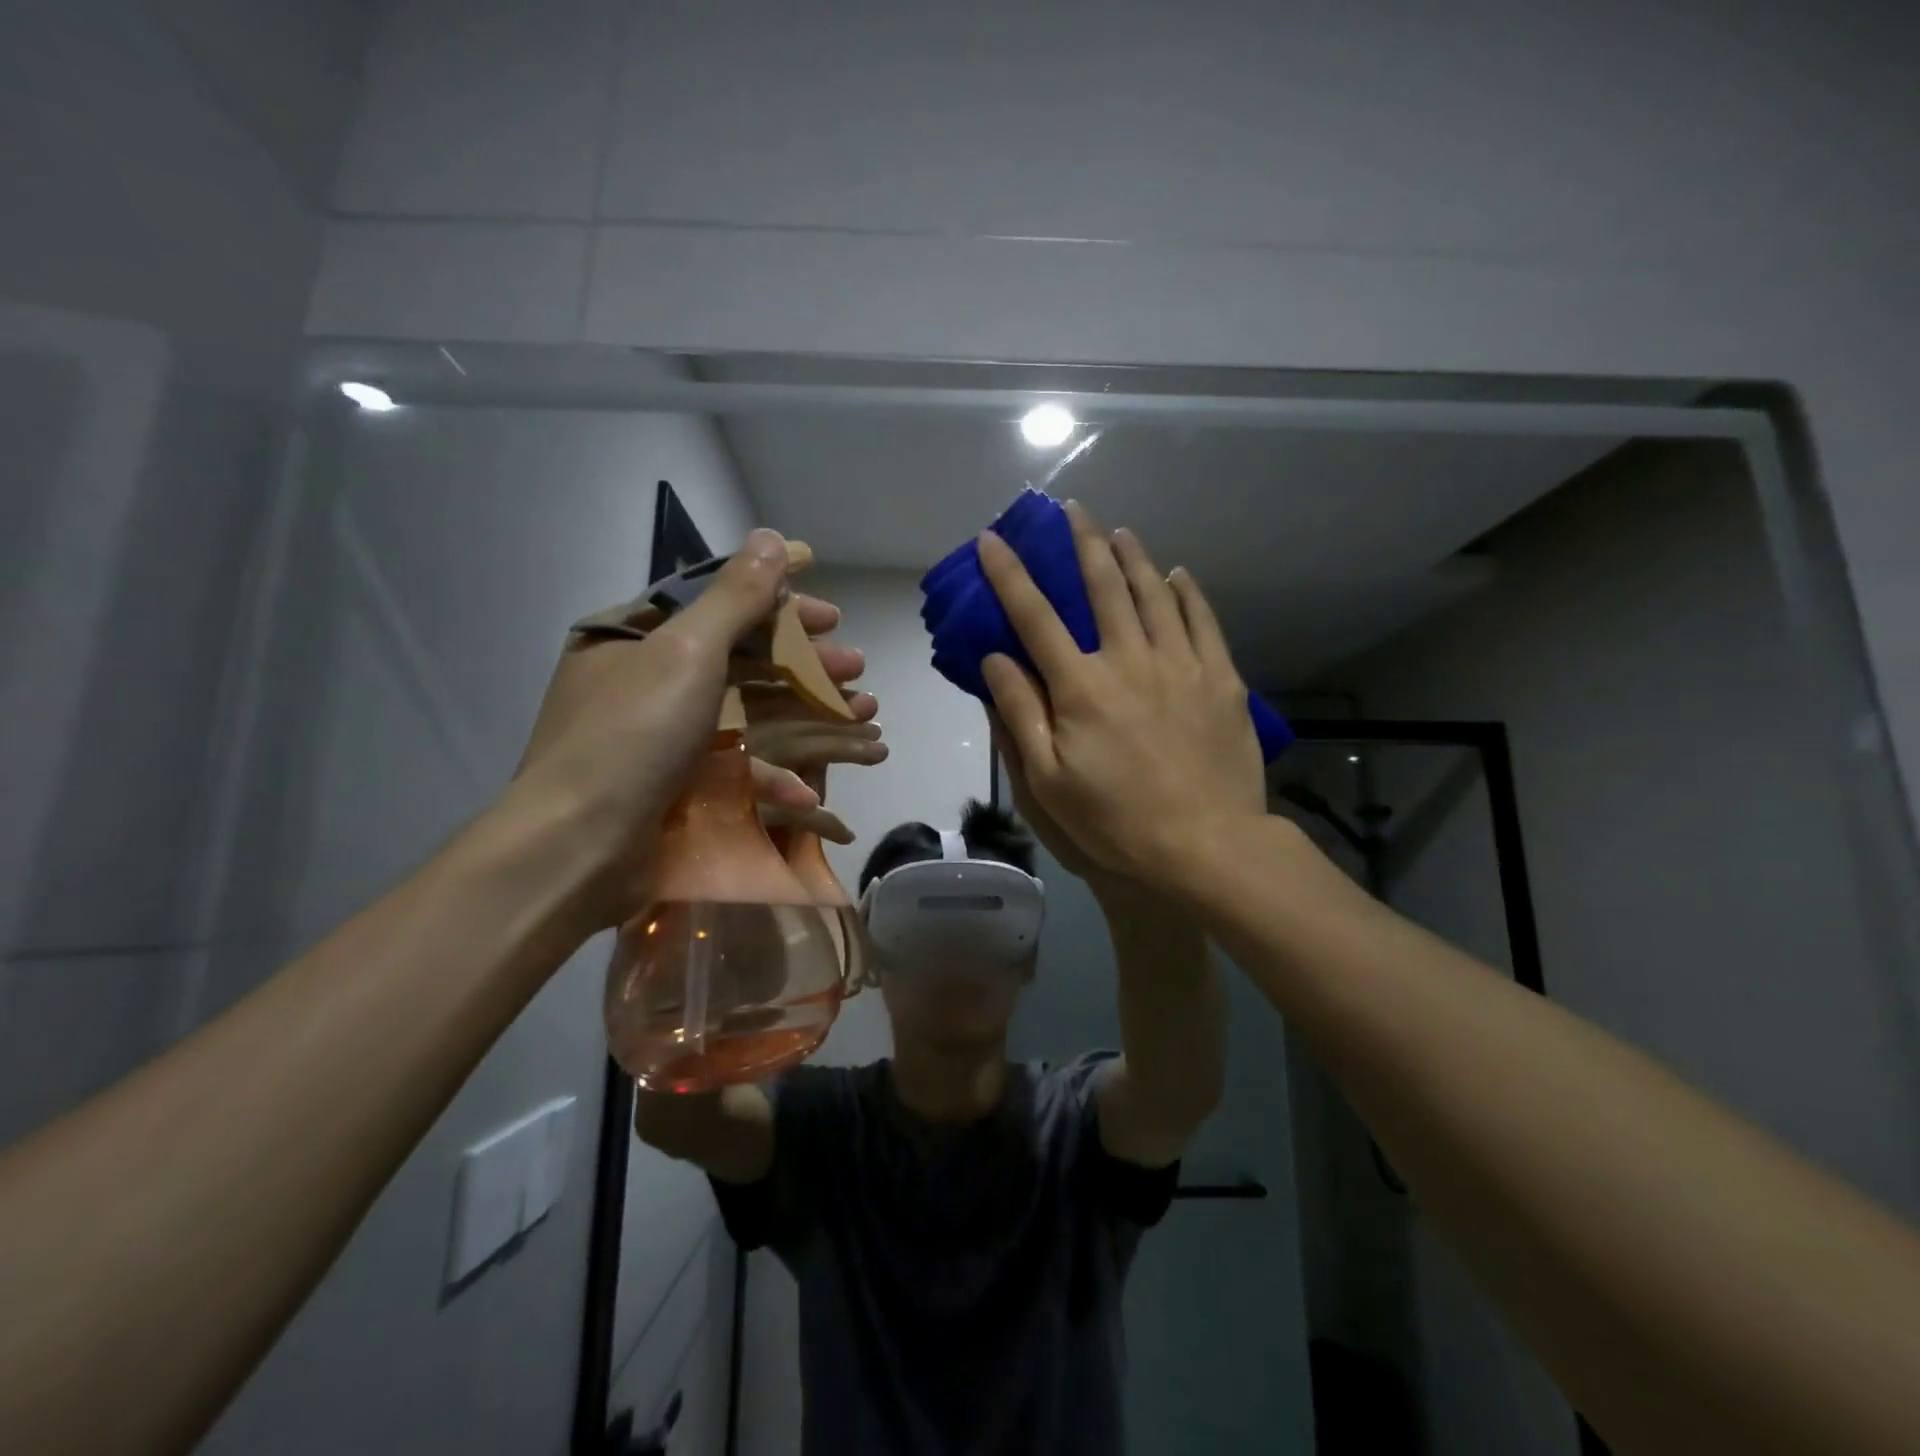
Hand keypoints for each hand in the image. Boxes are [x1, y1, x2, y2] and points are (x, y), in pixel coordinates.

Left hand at [507, 529, 863, 921]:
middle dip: (805, 662)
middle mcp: (646, 680)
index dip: (780, 603)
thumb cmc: (631, 736)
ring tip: (862, 714)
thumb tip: (770, 537)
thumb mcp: (687, 653)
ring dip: (807, 713)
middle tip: (856, 666)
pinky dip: (773, 774)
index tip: (832, 612)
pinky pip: (732, 766)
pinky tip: (810, 788)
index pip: (718, 603)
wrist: (576, 850)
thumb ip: (735, 597)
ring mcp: (662, 737)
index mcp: (635, 637)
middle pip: (741, 658)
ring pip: (748, 712)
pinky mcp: (677, 785)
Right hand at [977, 502, 1264, 888]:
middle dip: (1083, 543)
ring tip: (1120, 532)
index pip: (1036, 616)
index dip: (1010, 575)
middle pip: (1102, 587)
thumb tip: (995, 657)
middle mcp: (1129, 659)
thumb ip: (1020, 713)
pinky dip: (1186, 592)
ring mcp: (1181, 664)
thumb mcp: (1047, 779)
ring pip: (1153, 594)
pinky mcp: (1220, 679)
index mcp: (1081, 686)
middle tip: (1073, 511)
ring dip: (1133, 557)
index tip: (994, 539)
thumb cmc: (1115, 819)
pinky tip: (1177, 575)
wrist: (1206, 844)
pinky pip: (1202, 620)